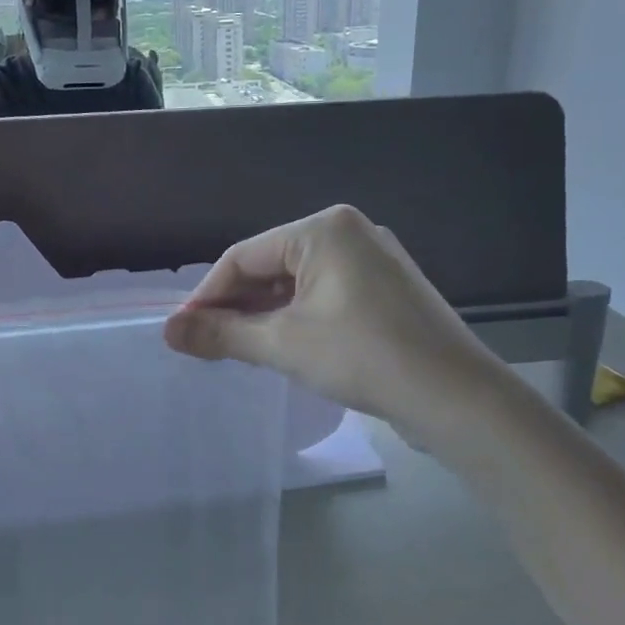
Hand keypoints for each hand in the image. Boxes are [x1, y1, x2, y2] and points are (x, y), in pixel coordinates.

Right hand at [164, 205, 490, 440]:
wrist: (455, 396)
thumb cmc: (362, 356)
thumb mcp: (282, 344)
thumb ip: (221, 333)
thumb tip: (169, 332)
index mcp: (323, 228)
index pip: (243, 255)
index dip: (207, 294)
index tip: (183, 332)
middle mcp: (350, 232)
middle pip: (271, 265)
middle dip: (237, 305)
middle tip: (208, 345)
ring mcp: (374, 260)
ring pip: (299, 283)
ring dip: (266, 314)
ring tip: (239, 350)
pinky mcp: (387, 290)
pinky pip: (327, 295)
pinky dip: (299, 318)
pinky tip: (284, 346)